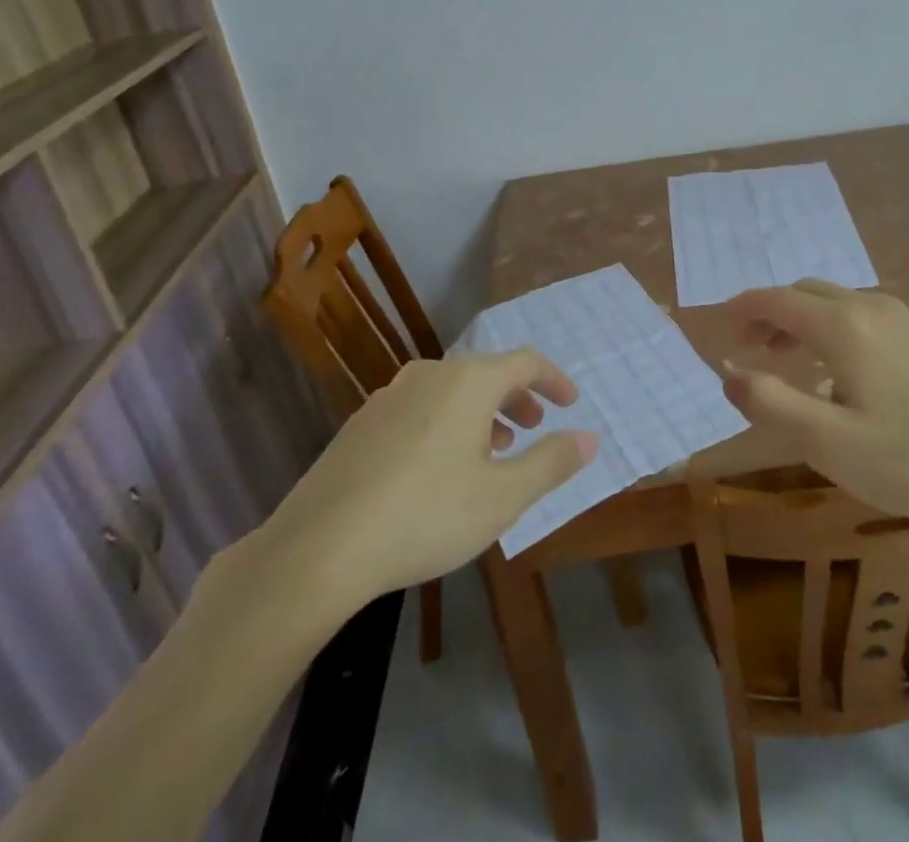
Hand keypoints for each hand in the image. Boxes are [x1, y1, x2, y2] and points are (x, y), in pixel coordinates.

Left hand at [243, 350, 597, 628]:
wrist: (318, 548)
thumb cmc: (426, 515)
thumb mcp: (503, 497)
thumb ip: (551, 462)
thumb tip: (590, 438)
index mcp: (469, 381)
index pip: (526, 362)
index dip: (554, 380)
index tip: (570, 404)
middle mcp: (431, 374)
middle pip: (487, 372)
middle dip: (517, 398)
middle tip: (533, 428)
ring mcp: (390, 395)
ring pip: (451, 391)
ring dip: (481, 412)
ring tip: (492, 451)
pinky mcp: (362, 422)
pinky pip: (420, 408)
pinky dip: (446, 423)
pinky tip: (439, 468)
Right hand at [722, 280, 908, 538]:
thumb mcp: (829, 443)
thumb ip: (771, 403)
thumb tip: (728, 373)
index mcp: (841, 325)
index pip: (775, 299)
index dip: (742, 309)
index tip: (719, 328)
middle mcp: (869, 307)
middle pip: (804, 294)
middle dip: (770, 314)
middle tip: (749, 350)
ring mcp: (905, 319)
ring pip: (836, 303)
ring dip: (802, 322)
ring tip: (788, 361)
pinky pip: (863, 317)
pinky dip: (833, 330)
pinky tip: (842, 374)